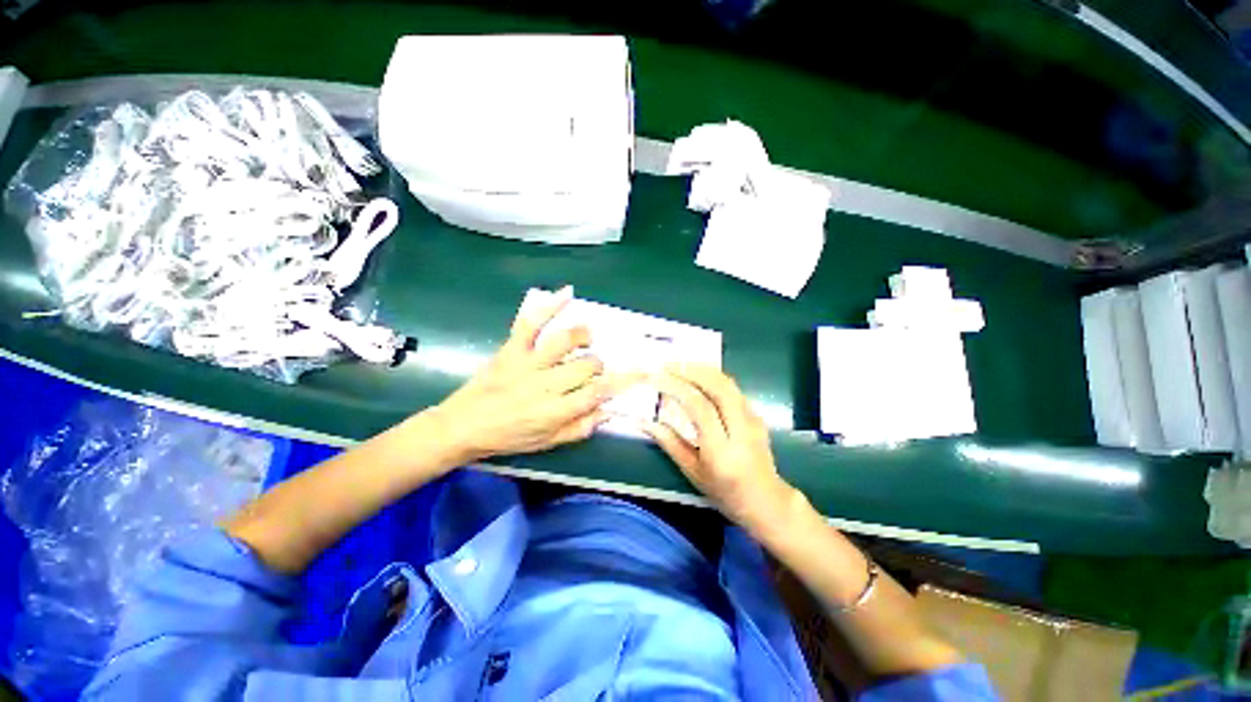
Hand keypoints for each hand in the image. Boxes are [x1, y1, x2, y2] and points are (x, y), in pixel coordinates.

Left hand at [430, 287, 636, 462]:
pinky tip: (568, 293)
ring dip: (583, 337)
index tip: (637, 373)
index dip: (621, 382)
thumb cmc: (507, 437)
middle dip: (598, 366)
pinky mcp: (512, 349)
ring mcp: (527, 363)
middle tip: (591, 370)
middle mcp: (545, 385)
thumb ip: (579, 428)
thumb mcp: (546, 443)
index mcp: (554, 411)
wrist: (462, 425)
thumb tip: (607, 411)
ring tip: (587, 340)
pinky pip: (532, 323)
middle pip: (586, 365)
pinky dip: (551, 306)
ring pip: (565, 341)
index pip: (596, 393)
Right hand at [644, 364, 799, 531]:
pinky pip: (733, 389)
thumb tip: (644, 421)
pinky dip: (713, 377)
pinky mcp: (757, 414)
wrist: (766, 500)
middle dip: (692, 371)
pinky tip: (699, 377)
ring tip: (680, 365)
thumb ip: (669, 443)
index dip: (677, 388)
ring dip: (703, 370)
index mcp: (722, 451)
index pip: (701, 408)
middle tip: (668, 365)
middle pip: (720, 388)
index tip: (657, 377)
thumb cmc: (724, 492)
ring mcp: (753, 420)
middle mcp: (741, 430)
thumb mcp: (692, 472)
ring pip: (729, 383)